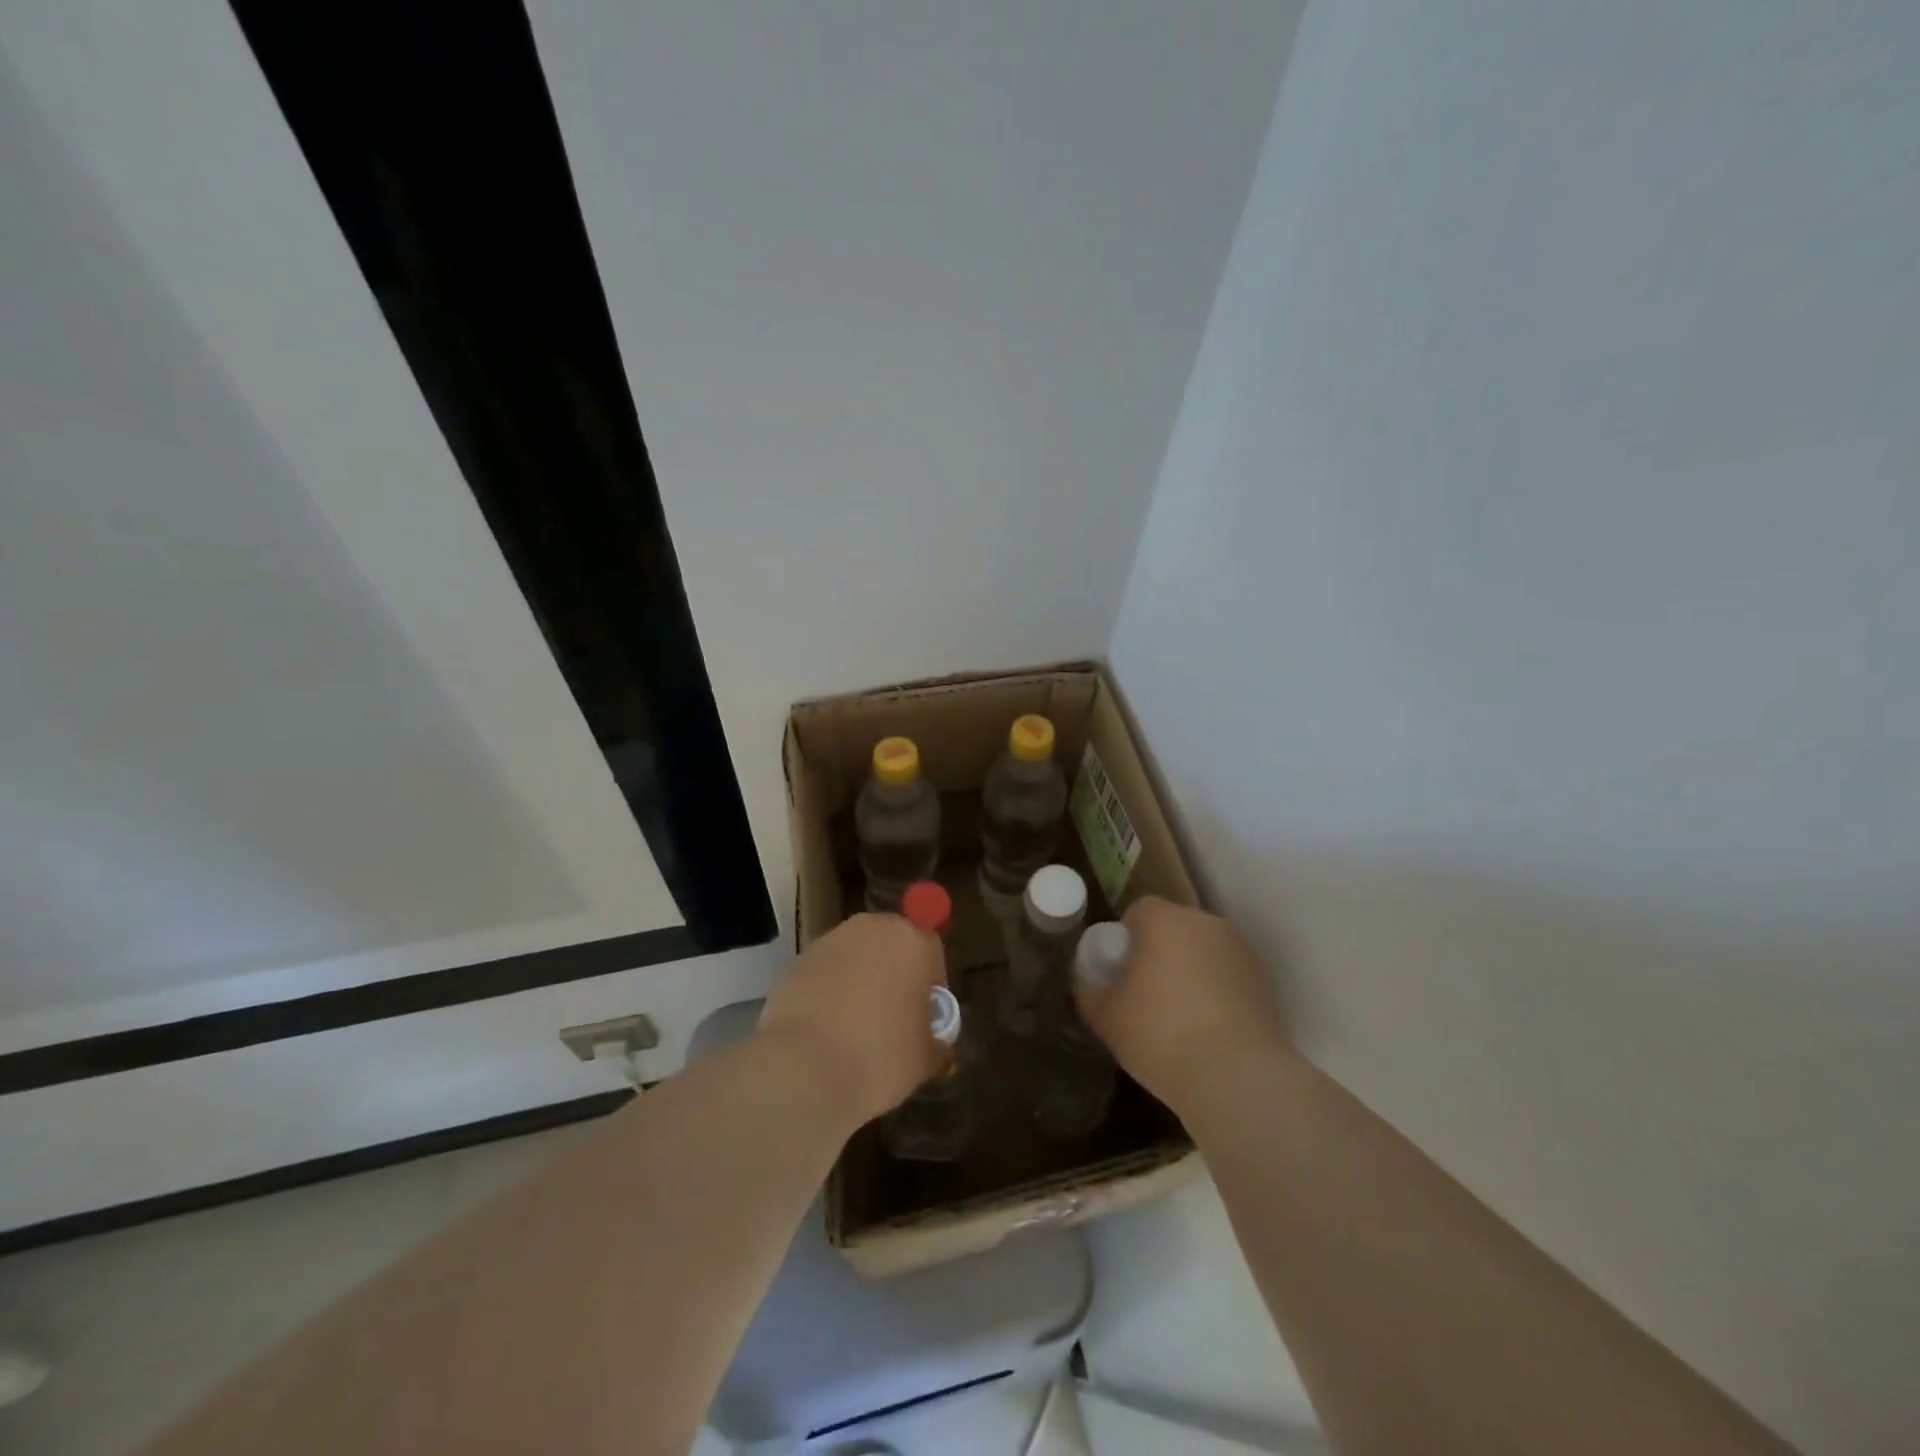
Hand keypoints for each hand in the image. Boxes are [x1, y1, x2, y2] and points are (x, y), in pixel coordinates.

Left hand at [757, 912, 948, 1126]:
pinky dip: (829, 990)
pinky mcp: (797, 960)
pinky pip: (825, 971)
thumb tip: (936, 1045)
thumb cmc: (880, 1057)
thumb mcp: (924, 1059)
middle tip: (893, 1017)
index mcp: (912, 941)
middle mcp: (872, 928)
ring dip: (860, 979)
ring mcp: (830, 941)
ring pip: (856, 955)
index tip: (926, 1015)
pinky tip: (826, 1028)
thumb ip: (935, 1043)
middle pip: (892, 944)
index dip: (932, 983)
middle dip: (895, 973)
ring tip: (855, 1026)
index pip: (931, 950)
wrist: (803, 1068)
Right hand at [1074, 896, 1289, 1111]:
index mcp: (1165, 920)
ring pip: (1202, 951)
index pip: (1139, 910)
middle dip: (1158, 952)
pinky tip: (1207, 1029)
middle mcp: (1206, 923)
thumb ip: (1090, 992)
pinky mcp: (1264, 982)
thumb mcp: (1106, 1016)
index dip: (1125, 937)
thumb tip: (1092, 985)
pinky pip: (1227, 976)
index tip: (1119, 971)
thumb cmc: (1160, 1034)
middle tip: (1144, 994)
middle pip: (1174, 928)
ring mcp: (1240, 951)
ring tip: (1178, 1017)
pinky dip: (1215, 992)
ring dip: (1189, 971)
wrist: (1237, 1078)